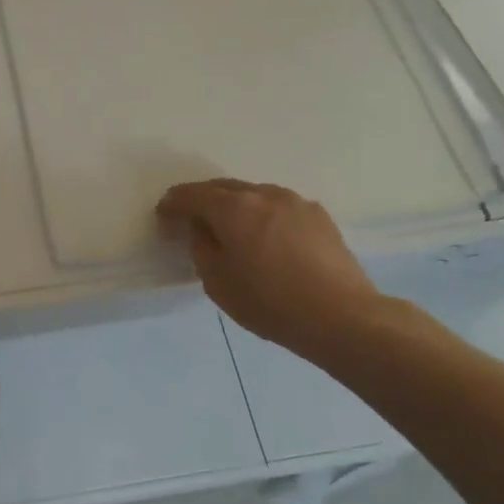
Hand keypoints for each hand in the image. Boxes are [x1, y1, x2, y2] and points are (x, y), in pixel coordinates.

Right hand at [158, 179, 380, 361]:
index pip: (193, 195)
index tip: (163, 213)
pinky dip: (262, 215)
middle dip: (202, 198)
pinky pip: (279, 207)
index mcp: (234, 208)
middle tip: (190, 216)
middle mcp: (264, 194)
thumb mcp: (217, 282)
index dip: (173, 203)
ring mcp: (295, 202)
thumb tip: (202, 228)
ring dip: (235, 205)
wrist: (340, 316)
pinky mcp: (319, 216)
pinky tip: (264, 237)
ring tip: (228, 227)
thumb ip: (202, 247)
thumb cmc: (269, 303)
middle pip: (224, 187)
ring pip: (254, 194)